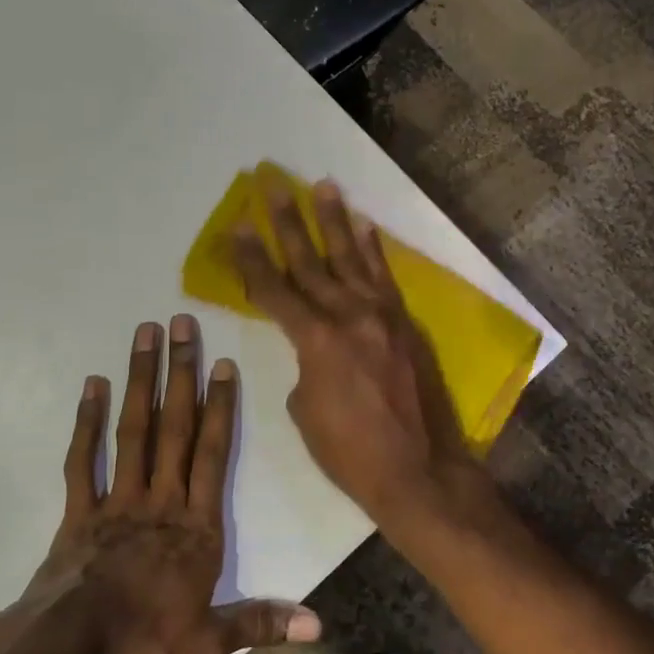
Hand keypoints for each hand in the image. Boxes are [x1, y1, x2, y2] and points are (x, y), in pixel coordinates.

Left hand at [25, 317, 320, 653]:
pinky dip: (87, 422)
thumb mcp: (208, 642)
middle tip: (181, 323)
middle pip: (174, 427)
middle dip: (180, 373)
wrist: (64, 652)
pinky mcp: (78, 511)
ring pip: (133, 431)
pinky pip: (83, 459)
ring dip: (141, 381)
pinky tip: (94, 386)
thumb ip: (260, 624)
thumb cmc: (141, 643)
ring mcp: (117, 500)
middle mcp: (160, 499)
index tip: (221, 362)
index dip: (219, 406)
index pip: (211, 453)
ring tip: (144, 335)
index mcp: (195, 526)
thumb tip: (317, 625)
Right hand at [230, 177, 479, 522]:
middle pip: (310, 261)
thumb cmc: (350, 451)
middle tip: (273, 184)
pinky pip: (384, 278)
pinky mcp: (404, 324)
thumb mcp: (305, 411)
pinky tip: (365, 226)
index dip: (251, 257)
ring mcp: (382, 316)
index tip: (236, 226)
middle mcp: (349, 315)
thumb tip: (314, 351)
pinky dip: (373, 250)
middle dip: (287, 221)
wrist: (418, 469)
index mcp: (316, 340)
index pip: (274, 289)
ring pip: (351, 258)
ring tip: (322, 185)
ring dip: (334, 220)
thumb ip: (304, 367)